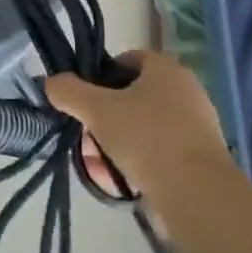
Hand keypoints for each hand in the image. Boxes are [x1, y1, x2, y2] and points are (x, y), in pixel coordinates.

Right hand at [45, 51, 225, 196]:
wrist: (197, 193)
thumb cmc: (146, 138)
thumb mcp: (96, 110)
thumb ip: (68, 91)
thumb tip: (51, 82)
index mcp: (166, 68)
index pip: (126, 59)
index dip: (100, 75)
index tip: (84, 98)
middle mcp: (186, 88)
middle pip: (134, 93)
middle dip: (107, 111)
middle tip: (89, 130)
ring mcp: (197, 122)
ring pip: (145, 122)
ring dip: (121, 136)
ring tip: (101, 158)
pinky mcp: (201, 154)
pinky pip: (160, 147)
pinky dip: (140, 156)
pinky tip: (123, 175)